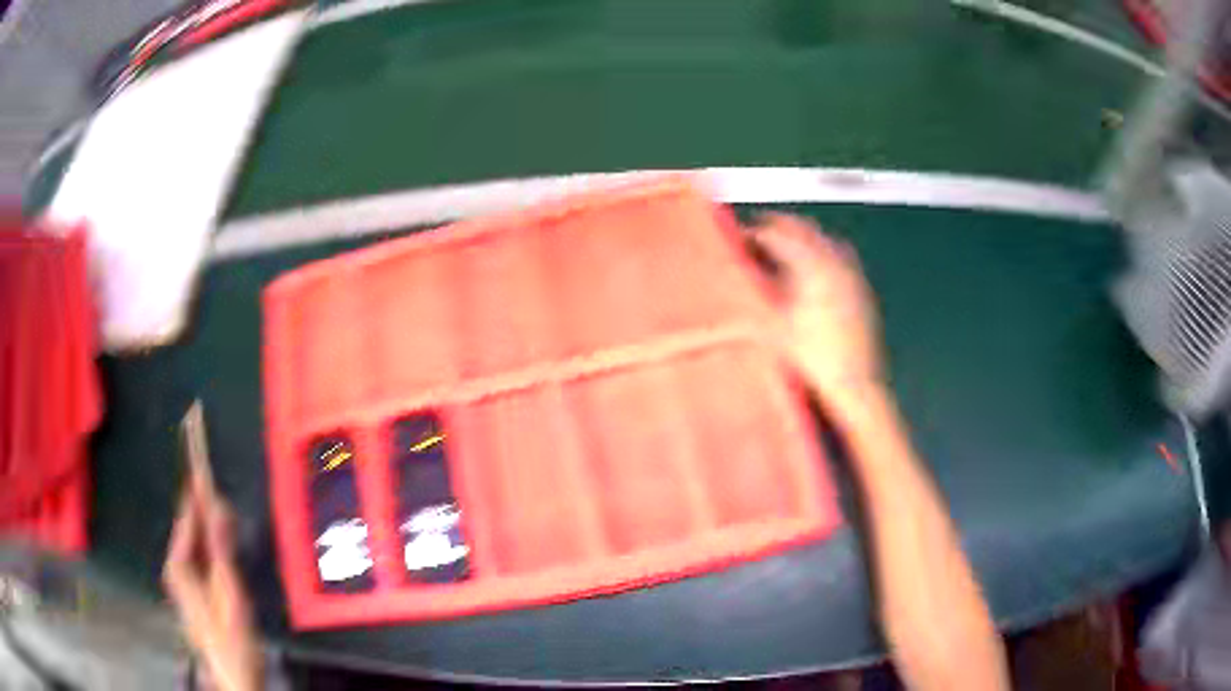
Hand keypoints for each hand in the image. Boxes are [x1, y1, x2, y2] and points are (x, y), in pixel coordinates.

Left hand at [163, 482, 262, 690]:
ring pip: (196, 545)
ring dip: (210, 528)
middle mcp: (175, 569)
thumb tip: (216, 503)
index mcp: (178, 566)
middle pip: (189, 530)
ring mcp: (185, 584)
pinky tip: (223, 544)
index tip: (202, 462)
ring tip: (224, 510)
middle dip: (204, 509)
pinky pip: (202, 559)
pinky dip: (213, 547)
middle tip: (217, 485)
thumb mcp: (230, 593)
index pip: (186, 518)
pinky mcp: (196, 594)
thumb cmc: (232, 638)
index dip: (197, 492)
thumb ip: (221, 548)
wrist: (234, 678)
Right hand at [748, 213, 884, 408]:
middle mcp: (833, 262)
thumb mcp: (772, 330)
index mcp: (810, 266)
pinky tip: (813, 267)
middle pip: (801, 227)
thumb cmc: (811, 358)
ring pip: (822, 237)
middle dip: (777, 225)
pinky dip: (821, 251)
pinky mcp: (860, 288)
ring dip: (800, 235)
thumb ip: (752, 298)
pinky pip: (839, 255)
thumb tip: (732, 285)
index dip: (752, 234)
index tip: (738, 239)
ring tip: (783, 245)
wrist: (854, 383)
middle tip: (756, 233)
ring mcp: (850, 273)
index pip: (775, 235)